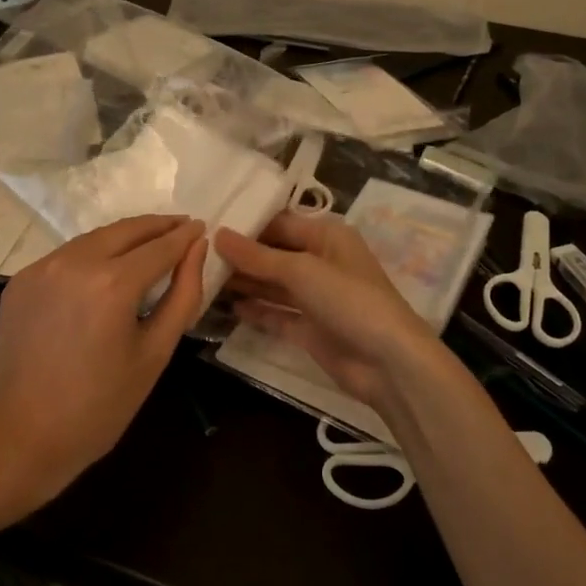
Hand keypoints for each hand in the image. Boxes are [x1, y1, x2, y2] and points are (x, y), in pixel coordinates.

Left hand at [0, 214, 206, 508]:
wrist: (25, 435)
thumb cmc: (102, 404)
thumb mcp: (156, 351)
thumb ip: (183, 294)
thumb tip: (197, 249)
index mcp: (112, 283)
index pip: (160, 246)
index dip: (185, 236)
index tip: (202, 226)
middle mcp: (74, 262)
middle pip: (126, 230)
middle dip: (158, 226)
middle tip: (182, 227)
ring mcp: (42, 267)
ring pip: (95, 238)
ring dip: (126, 237)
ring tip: (150, 244)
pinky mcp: (22, 279)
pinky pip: (67, 256)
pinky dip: (93, 254)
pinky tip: (106, 268)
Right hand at [215, 212, 442, 416]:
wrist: (388, 363)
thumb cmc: (349, 300)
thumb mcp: (301, 270)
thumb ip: (257, 256)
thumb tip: (218, 235)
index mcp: (327, 237)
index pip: (280, 223)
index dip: (247, 225)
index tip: (208, 225)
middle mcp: (321, 262)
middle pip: (274, 254)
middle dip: (241, 255)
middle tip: (197, 253)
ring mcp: (316, 298)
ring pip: (273, 284)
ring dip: (244, 282)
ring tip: (203, 277)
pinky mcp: (310, 329)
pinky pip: (277, 314)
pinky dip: (256, 310)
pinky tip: (227, 306)